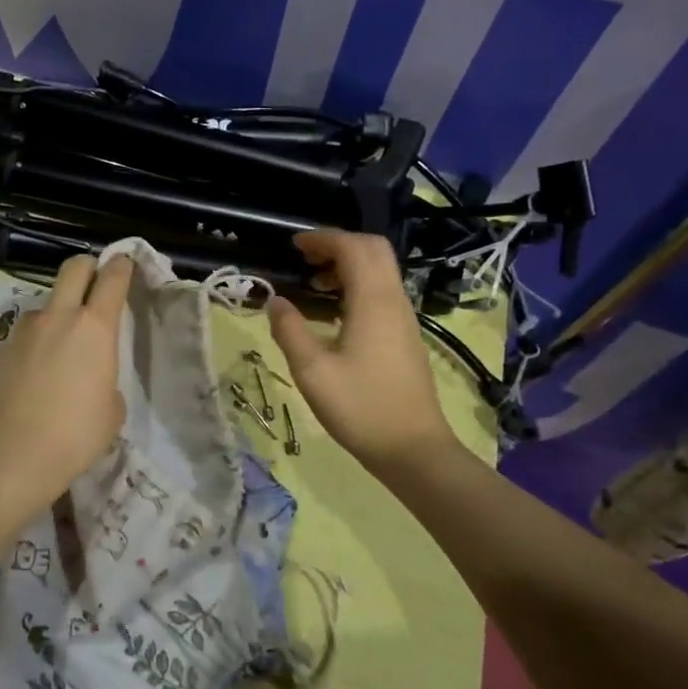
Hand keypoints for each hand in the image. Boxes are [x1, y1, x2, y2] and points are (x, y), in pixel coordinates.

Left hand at [0, 253, 132, 520]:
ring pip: (41, 310)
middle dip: (87, 268)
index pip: (113, 278)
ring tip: (51, 358)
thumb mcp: (112, 409)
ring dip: (51, 322)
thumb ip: (105, 378)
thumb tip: (89, 376)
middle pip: (73, 268)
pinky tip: (21, 386)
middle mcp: (57, 318)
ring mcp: (20, 332)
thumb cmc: (77, 434)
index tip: (124, 263)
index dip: (121, 266)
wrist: (14, 456)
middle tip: (91, 283)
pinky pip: (14, 345)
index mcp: (95, 327)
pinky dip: (22, 357)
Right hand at [266, 231, 463, 473]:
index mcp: (373, 302)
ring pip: (380, 271)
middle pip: (373, 250)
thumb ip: (289, 330)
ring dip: (348, 265)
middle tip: (305, 258)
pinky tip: (333, 313)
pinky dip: (357, 286)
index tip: (293, 245)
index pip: (353, 247)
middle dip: (338, 245)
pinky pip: (382, 292)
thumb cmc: (360, 408)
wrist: (413, 450)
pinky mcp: (405, 336)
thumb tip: (274, 301)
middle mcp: (393, 301)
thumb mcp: (312, 371)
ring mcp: (403, 319)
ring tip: (313, 284)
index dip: (322, 239)